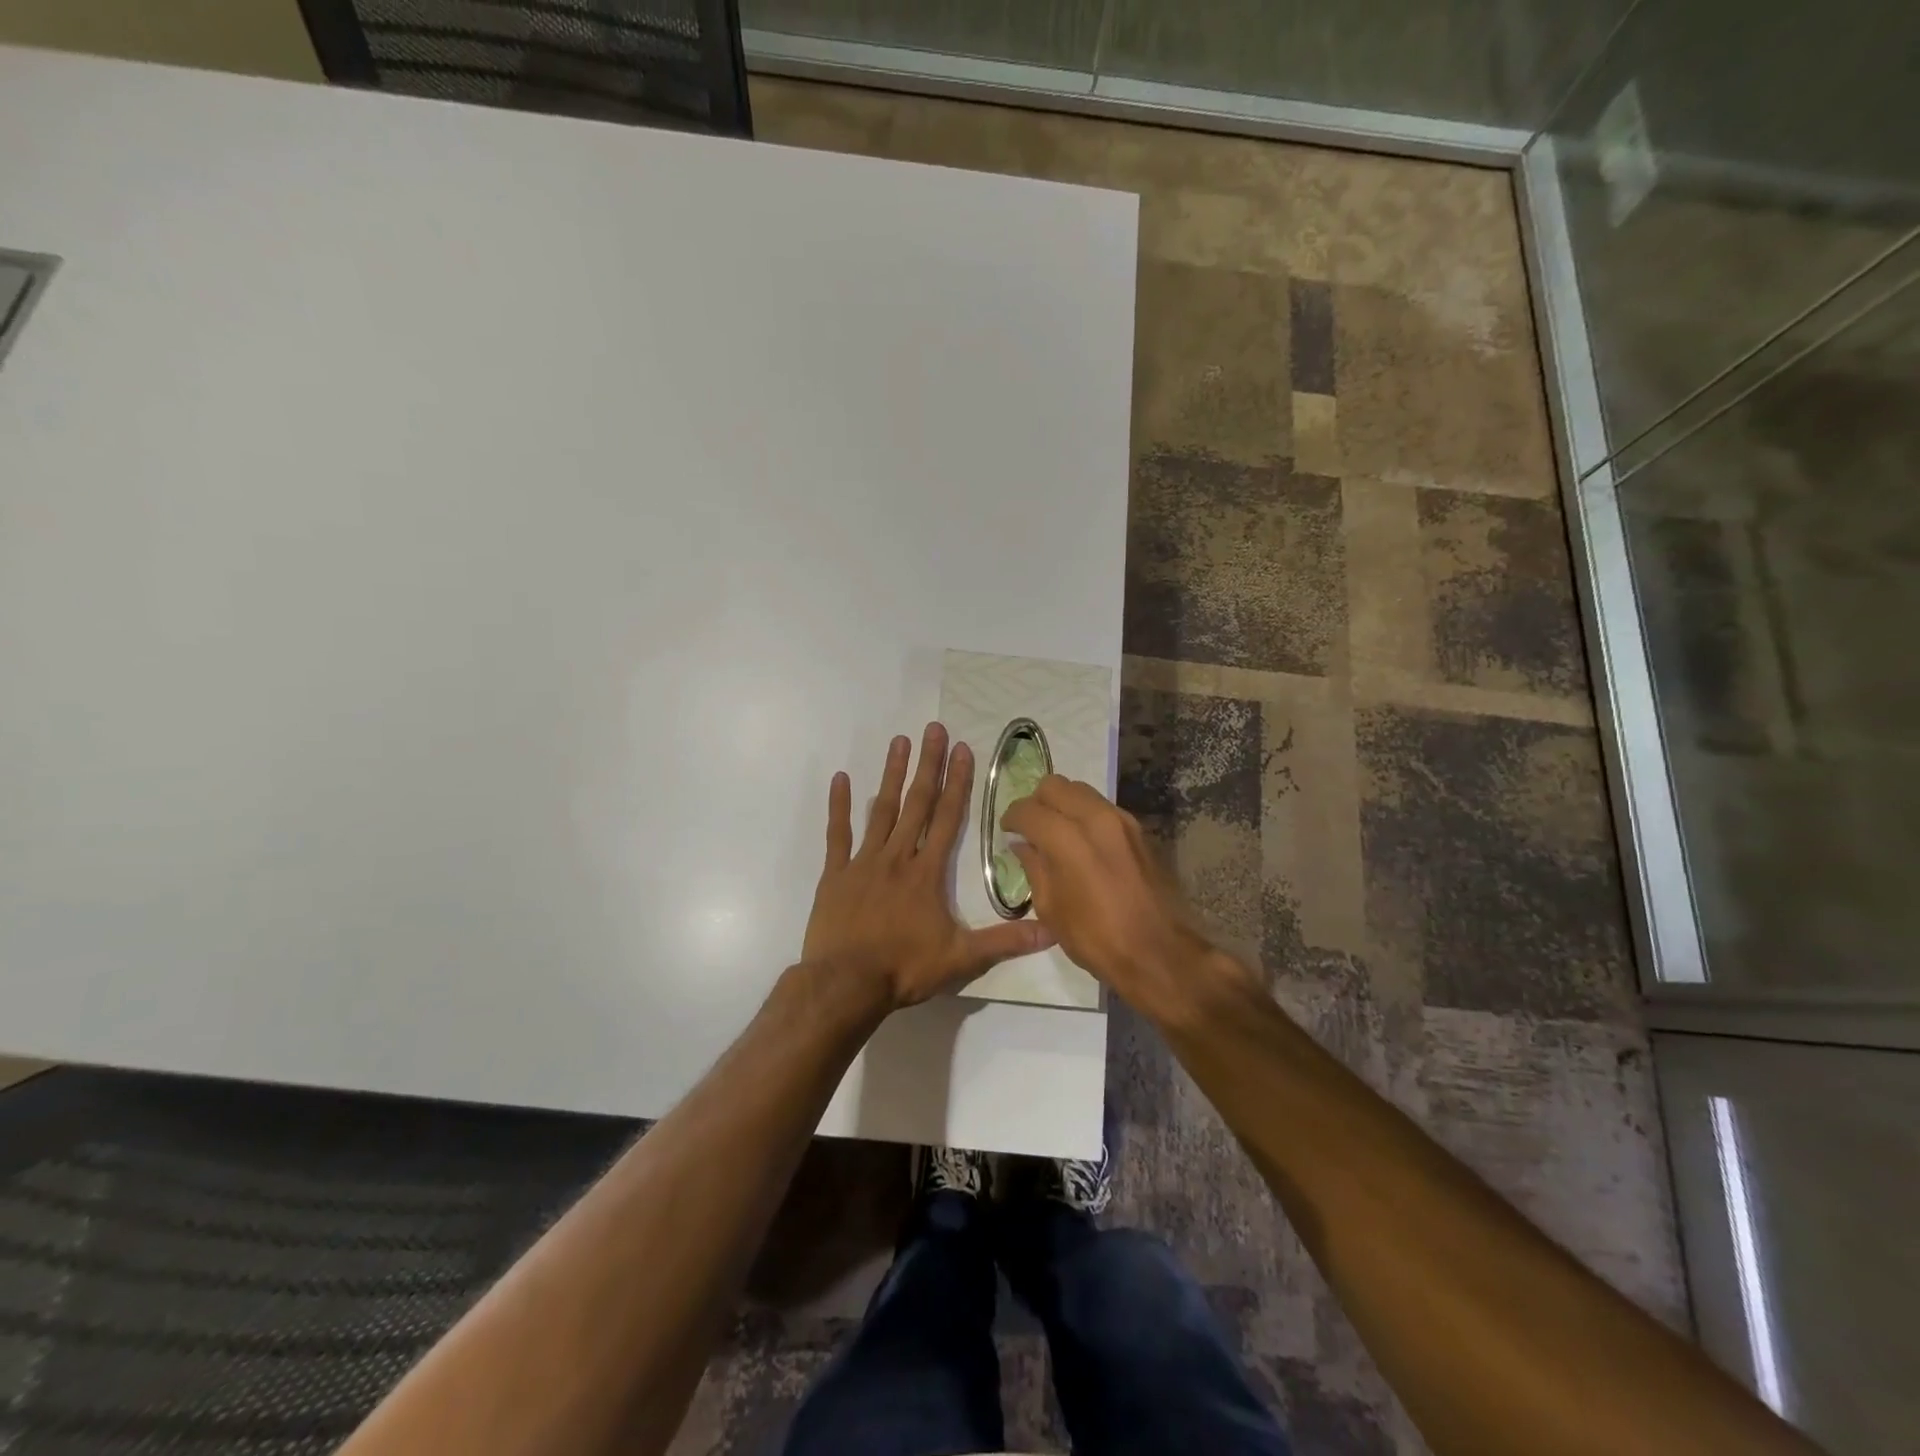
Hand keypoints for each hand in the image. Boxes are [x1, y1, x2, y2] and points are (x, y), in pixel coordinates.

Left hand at [803, 723, 1055, 1010]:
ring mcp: (863, 862)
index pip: (949, 818)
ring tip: (899, 742)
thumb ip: (1005, 941)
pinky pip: (837, 834)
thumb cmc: (905, 968)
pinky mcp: (835, 874)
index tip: (962, 750)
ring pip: (881, 810)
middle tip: (933, 729)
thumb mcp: (962, 958)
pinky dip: (839, 806)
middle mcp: (897, 857)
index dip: (958, 782)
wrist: (846, 984)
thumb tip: (1051, 931)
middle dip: (928, 764)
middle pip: (917, 803)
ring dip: (891, 775)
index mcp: (927, 872)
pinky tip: (840, 779)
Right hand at [1002, 776, 1235, 1021]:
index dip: (1012, 817)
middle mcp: (1095, 818)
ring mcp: (1122, 820)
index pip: (1028, 809)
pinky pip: (1103, 807)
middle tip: (1031, 827)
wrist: (1159, 952)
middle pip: (1056, 785)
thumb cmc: (1096, 938)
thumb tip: (1023, 845)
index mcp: (1067, 839)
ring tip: (1057, 833)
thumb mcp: (1051, 909)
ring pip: (1082, 791)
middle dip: (1037, 801)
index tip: (1008, 831)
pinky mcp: (1140, 830)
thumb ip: (1034, 868)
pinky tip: (1084, 843)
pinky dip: (1086, 815)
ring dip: (1063, 804)